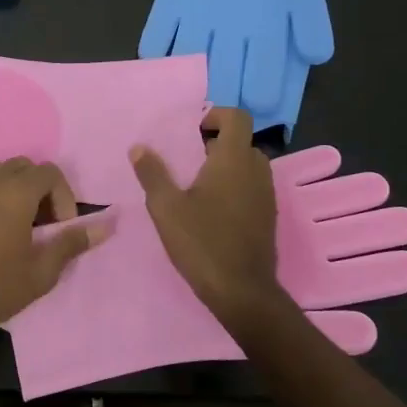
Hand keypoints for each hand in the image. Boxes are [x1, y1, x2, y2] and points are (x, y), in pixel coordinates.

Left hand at [0, 159, 105, 352]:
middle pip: (23, 167)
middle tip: (38, 224)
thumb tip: (106, 225)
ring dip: (8, 188)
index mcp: (16, 191)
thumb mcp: (41, 271)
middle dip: (37, 190)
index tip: (60, 226)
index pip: (50, 172)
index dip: (62, 196)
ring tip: (9, 221)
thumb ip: (72, 242)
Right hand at [131, 108, 288, 330]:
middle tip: (186, 160)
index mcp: (233, 160)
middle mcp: (256, 171)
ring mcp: (266, 195)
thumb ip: (152, 173)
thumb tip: (139, 147)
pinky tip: (209, 211)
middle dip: (214, 144)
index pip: (236, 117)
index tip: (191, 130)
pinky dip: (233, 187)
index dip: (215, 115)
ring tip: (194, 186)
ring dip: (224, 167)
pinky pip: (251, 187)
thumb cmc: (202, 242)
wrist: (242, 291)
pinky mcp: (268, 217)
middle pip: (240, 142)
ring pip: (247, 166)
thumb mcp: (166, 207)